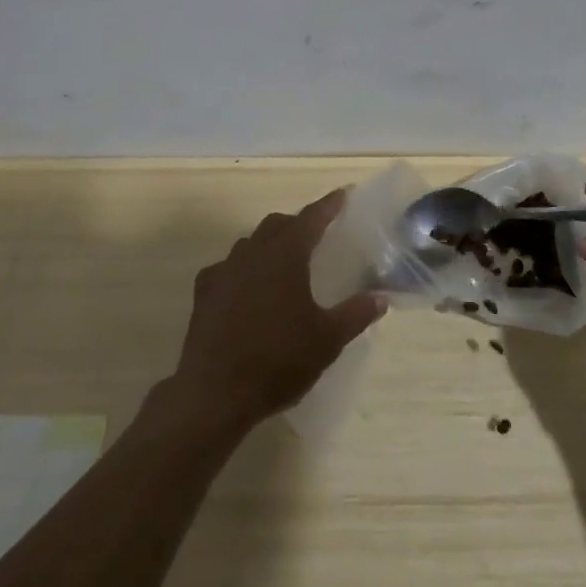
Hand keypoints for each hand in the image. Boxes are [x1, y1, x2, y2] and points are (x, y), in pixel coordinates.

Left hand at [168, 189, 385, 432]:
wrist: (215, 393)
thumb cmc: (278, 360)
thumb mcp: (327, 340)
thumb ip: (355, 314)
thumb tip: (380, 297)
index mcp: (286, 255)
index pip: (311, 218)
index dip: (329, 205)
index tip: (342, 194)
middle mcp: (253, 252)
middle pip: (278, 224)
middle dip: (297, 224)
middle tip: (315, 235)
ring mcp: (225, 270)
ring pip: (250, 243)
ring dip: (268, 244)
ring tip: (282, 263)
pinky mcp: (205, 293)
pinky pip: (227, 268)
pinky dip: (242, 270)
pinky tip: (246, 289)